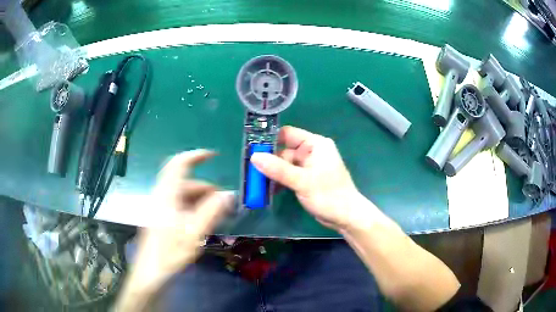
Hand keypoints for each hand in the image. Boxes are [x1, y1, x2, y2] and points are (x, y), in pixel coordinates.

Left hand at [120, 150, 233, 304]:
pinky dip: (193, 209)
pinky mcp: (160, 217)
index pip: (179, 164)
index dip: (196, 156)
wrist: (150, 273)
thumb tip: (229, 194)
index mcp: (167, 195)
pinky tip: (202, 223)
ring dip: (200, 200)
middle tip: (223, 203)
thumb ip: (211, 212)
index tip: (214, 156)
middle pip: (184, 182)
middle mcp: (161, 196)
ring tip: (216, 217)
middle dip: (205, 188)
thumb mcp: (193, 234)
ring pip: (182, 195)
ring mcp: (160, 207)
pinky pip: (179, 205)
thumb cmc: (170, 253)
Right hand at [251, 126, 365, 230]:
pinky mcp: (306, 178)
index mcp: (315, 144)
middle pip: (284, 150)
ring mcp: (308, 166)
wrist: (346, 217)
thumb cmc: (329, 196)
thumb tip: (254, 157)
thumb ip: (278, 169)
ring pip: (284, 164)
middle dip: (268, 161)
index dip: (270, 139)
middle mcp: (311, 152)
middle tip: (250, 170)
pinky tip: (269, 190)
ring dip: (272, 173)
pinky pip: (288, 175)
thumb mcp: (302, 181)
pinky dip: (279, 181)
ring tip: (257, 183)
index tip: (252, 149)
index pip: (288, 134)